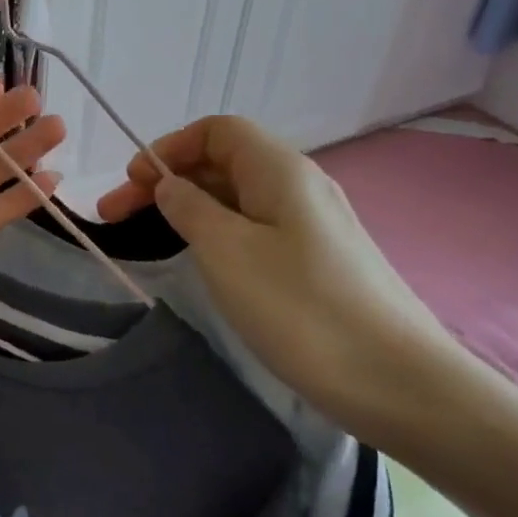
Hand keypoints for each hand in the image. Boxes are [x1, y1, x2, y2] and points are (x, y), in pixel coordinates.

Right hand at [97, 115, 459, 444]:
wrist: (401, 385)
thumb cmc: (302, 308)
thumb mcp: (227, 251)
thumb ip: (189, 208)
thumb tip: (169, 185)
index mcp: (280, 170)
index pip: (217, 131)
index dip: (169, 147)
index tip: (132, 183)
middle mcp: (300, 186)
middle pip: (224, 163)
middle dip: (168, 181)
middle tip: (116, 217)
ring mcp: (314, 227)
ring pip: (239, 199)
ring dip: (190, 209)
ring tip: (150, 238)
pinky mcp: (320, 263)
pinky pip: (257, 230)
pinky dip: (219, 234)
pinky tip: (204, 262)